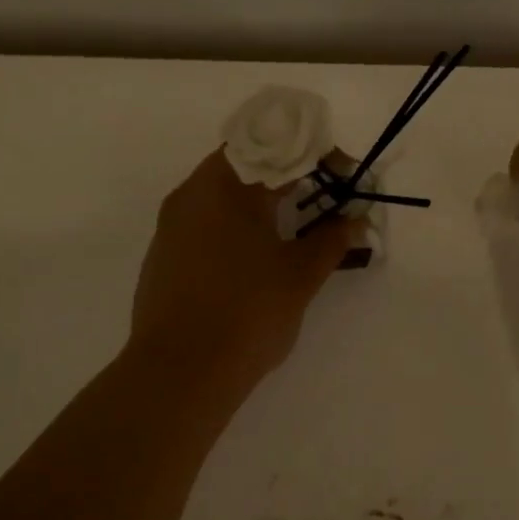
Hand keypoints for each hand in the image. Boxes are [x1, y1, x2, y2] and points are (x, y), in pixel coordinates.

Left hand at [130, 149, 356, 390]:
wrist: (179, 374)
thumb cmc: (247, 314)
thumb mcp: (299, 276)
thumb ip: (331, 241)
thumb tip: (354, 222)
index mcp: (223, 186)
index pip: (273, 146)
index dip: (313, 155)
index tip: (342, 177)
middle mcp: (190, 196)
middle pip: (246, 167)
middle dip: (291, 180)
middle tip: (327, 203)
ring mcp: (171, 228)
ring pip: (223, 198)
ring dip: (263, 205)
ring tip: (298, 232)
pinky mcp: (163, 259)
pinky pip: (206, 226)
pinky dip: (237, 229)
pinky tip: (258, 261)